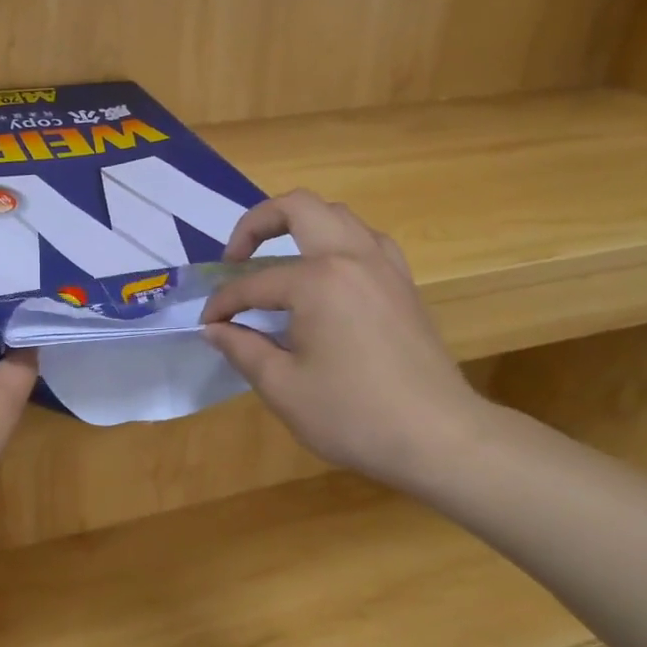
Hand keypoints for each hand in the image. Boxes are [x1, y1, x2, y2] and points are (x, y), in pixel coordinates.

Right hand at [201, 190, 488, 489]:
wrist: (438, 437)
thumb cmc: (352, 414)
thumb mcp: (282, 387)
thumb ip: (242, 349)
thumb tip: (214, 329)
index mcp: (318, 281)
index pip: (254, 283)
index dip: (223, 304)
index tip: (207, 325)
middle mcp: (353, 258)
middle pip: (299, 208)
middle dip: (256, 224)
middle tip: (235, 258)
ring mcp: (385, 267)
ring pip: (338, 217)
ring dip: (300, 227)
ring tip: (277, 260)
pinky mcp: (403, 284)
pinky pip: (366, 241)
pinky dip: (336, 244)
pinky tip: (326, 275)